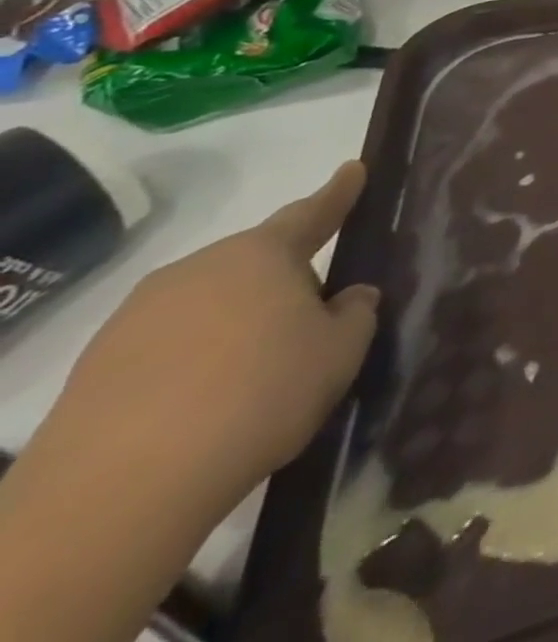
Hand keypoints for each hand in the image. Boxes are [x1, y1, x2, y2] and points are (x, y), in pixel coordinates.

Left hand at [49, 162, 378, 513]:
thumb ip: (355, 313)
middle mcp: (197, 270)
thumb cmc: (259, 395)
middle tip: (315, 313)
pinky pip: (168, 347)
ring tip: (262, 369)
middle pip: (255, 262)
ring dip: (239, 322)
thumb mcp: (340, 351)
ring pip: (210, 304)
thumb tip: (348, 297)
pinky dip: (197, 360)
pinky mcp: (96, 370)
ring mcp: (136, 319)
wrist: (117, 494)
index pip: (311, 211)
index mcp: (260, 255)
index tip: (353, 169)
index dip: (338, 192)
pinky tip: (212, 401)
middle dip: (286, 278)